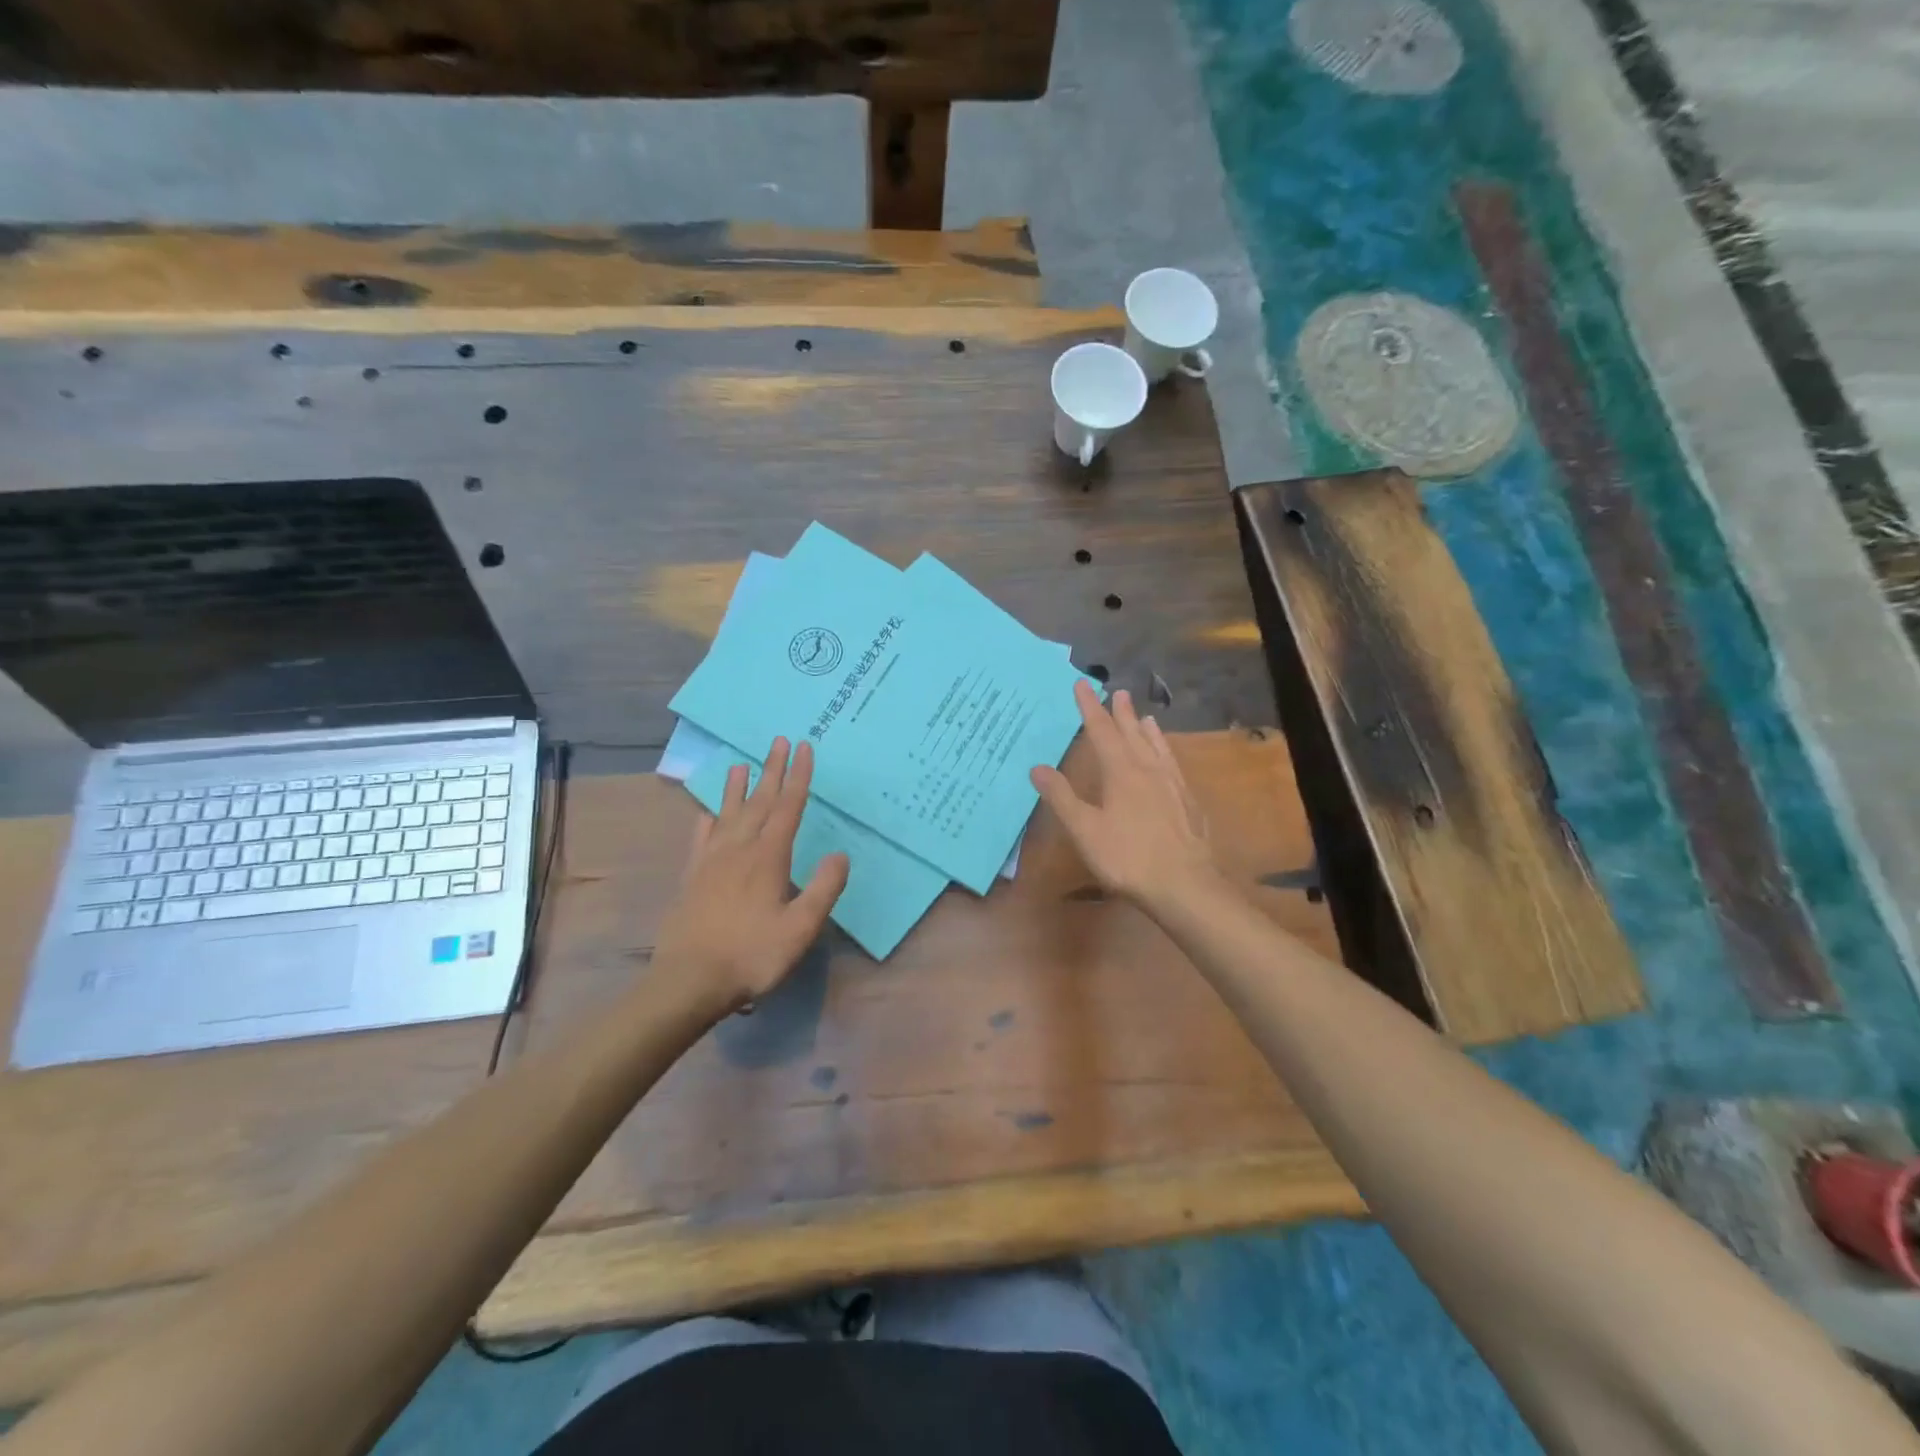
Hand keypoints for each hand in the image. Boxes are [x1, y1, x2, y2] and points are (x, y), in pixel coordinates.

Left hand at [654, 737, 849, 1015]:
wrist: (689, 981)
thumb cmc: (752, 955)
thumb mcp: (800, 928)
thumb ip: (823, 889)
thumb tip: (840, 854)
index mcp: (768, 857)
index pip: (788, 807)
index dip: (799, 776)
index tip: (804, 748)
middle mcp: (739, 850)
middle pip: (759, 802)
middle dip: (772, 770)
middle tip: (779, 742)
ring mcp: (711, 862)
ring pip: (727, 814)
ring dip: (737, 788)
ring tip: (740, 764)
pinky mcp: (692, 877)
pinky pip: (700, 839)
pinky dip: (707, 821)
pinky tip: (706, 813)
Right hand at [1031, 682, 1218, 911]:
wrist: (1184, 884)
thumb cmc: (1127, 857)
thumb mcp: (1085, 830)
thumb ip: (1062, 798)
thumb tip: (1037, 767)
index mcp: (1121, 772)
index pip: (1102, 731)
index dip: (1089, 708)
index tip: (1082, 685)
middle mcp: (1148, 770)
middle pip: (1132, 734)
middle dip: (1121, 713)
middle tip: (1118, 692)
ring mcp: (1172, 785)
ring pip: (1157, 747)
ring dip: (1147, 729)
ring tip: (1145, 716)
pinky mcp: (1187, 802)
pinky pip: (1173, 765)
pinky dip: (1166, 752)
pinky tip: (1167, 759)